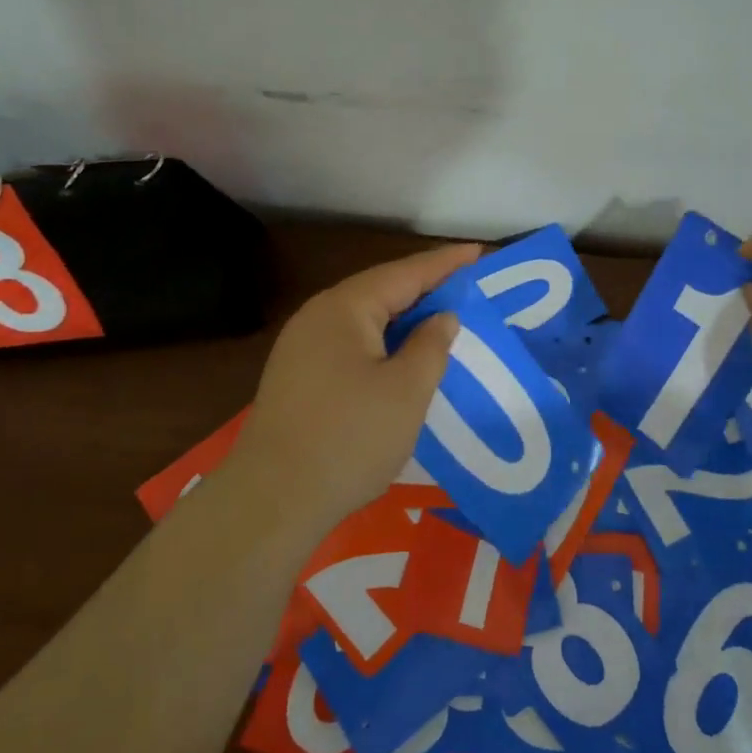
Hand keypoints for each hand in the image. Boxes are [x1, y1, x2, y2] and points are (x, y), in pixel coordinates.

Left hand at [225, 242, 480, 523]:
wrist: (273, 499)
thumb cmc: (349, 438)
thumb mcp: (406, 390)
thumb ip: (431, 346)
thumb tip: (441, 318)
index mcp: (344, 308)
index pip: (404, 274)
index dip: (444, 264)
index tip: (479, 253)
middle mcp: (318, 317)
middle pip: (380, 291)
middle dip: (424, 287)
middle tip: (467, 286)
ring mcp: (302, 347)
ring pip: (364, 319)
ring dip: (404, 317)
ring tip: (441, 318)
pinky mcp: (298, 376)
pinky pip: (351, 344)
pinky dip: (383, 342)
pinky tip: (401, 357)